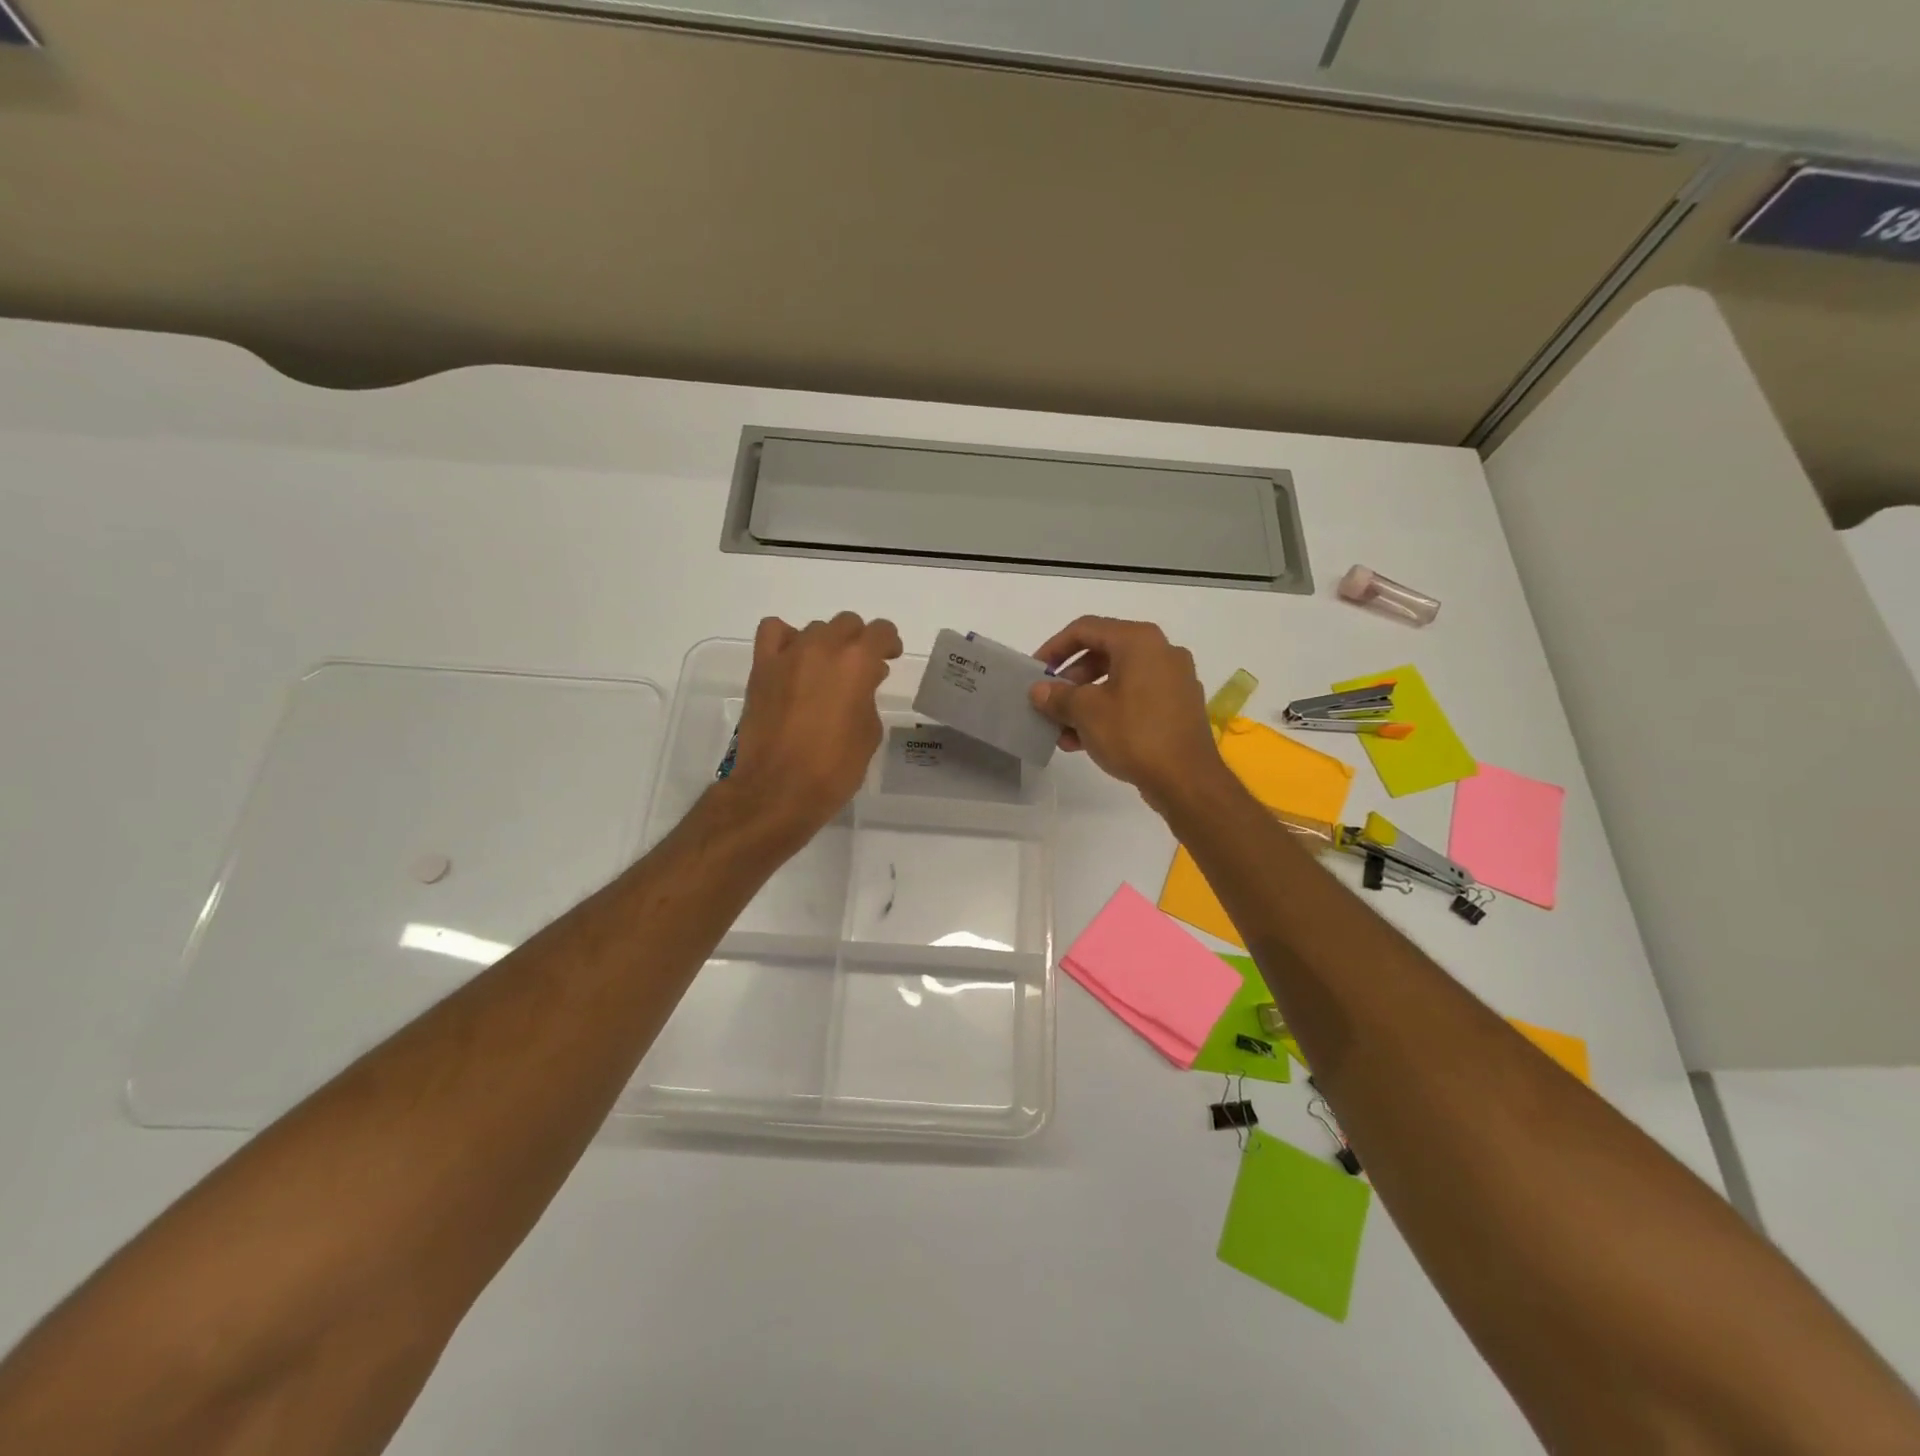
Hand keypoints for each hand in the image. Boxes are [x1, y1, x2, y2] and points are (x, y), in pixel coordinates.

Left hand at [726, 612, 902, 835]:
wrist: (778, 789)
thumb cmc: (834, 768)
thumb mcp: (869, 732)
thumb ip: (868, 696)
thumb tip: (863, 681)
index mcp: (857, 663)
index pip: (881, 632)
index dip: (889, 643)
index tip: (889, 658)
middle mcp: (823, 648)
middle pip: (847, 624)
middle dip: (859, 641)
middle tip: (862, 668)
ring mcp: (788, 655)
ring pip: (815, 629)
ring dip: (827, 644)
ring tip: (826, 671)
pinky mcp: (762, 668)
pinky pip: (774, 632)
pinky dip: (787, 639)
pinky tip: (793, 661)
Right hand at [1028, 616, 1226, 809]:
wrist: (1187, 780)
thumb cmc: (1134, 734)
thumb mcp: (1086, 712)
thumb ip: (1058, 696)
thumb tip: (1039, 690)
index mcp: (1139, 641)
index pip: (1086, 629)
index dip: (1054, 648)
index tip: (1036, 672)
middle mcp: (1161, 652)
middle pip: (1103, 654)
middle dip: (1071, 680)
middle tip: (1050, 702)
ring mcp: (1174, 680)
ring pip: (1118, 681)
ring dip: (1086, 702)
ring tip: (1062, 730)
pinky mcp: (1178, 708)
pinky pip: (1135, 700)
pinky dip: (1109, 713)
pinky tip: (1085, 741)